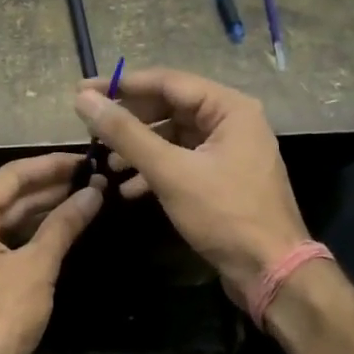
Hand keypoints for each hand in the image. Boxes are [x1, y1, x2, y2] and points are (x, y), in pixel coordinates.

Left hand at [0, 153, 103, 353]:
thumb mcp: (36, 267)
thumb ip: (63, 225)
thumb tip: (93, 193)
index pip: (11, 175)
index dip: (51, 165)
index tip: (85, 158)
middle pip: (6, 195)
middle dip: (48, 187)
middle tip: (91, 177)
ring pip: (5, 220)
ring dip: (41, 210)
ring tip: (83, 197)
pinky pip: (0, 241)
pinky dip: (28, 234)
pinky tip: (58, 228)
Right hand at [74, 68, 309, 308]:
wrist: (270, 271)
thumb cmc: (224, 214)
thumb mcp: (170, 172)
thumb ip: (125, 133)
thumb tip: (84, 100)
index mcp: (230, 108)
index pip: (167, 82)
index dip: (122, 85)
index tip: (83, 90)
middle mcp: (233, 121)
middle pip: (170, 107)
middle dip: (130, 120)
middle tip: (91, 129)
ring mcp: (230, 150)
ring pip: (174, 136)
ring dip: (139, 148)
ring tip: (107, 164)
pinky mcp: (224, 177)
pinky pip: (183, 160)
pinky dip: (156, 170)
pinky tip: (130, 188)